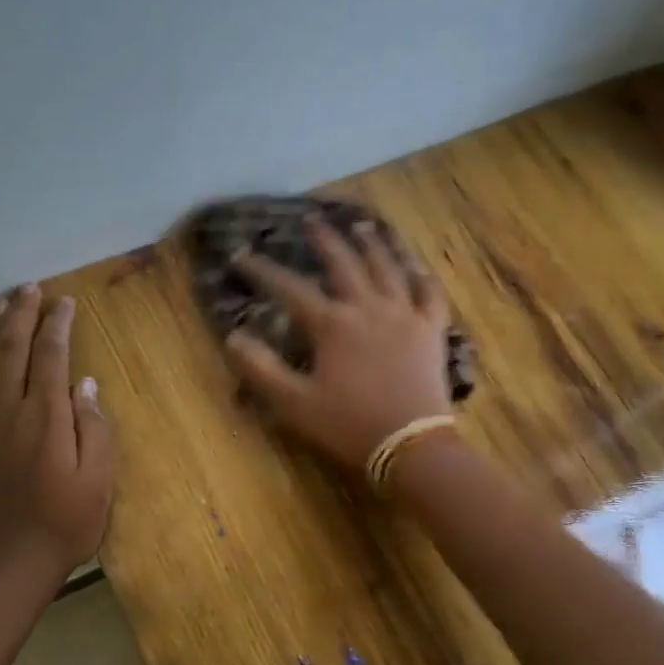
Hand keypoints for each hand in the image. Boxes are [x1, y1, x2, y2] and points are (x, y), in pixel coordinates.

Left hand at [0, 286, 113, 588]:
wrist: (1, 566)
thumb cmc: (63, 524)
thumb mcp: (98, 480)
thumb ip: (94, 427)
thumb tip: (85, 385)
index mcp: (45, 415)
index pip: (50, 355)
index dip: (57, 324)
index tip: (64, 302)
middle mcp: (6, 410)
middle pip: (10, 349)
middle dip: (21, 314)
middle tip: (29, 290)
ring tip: (1, 307)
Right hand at [225, 217, 453, 470]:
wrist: (410, 445)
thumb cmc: (348, 425)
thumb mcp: (294, 403)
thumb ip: (261, 369)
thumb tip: (233, 336)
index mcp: (332, 324)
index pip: (290, 288)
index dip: (263, 270)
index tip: (240, 254)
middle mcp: (368, 308)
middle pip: (344, 263)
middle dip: (323, 240)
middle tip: (311, 219)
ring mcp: (404, 315)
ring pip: (388, 267)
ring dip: (372, 244)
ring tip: (361, 225)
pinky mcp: (431, 330)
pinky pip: (429, 293)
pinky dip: (421, 276)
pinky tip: (416, 266)